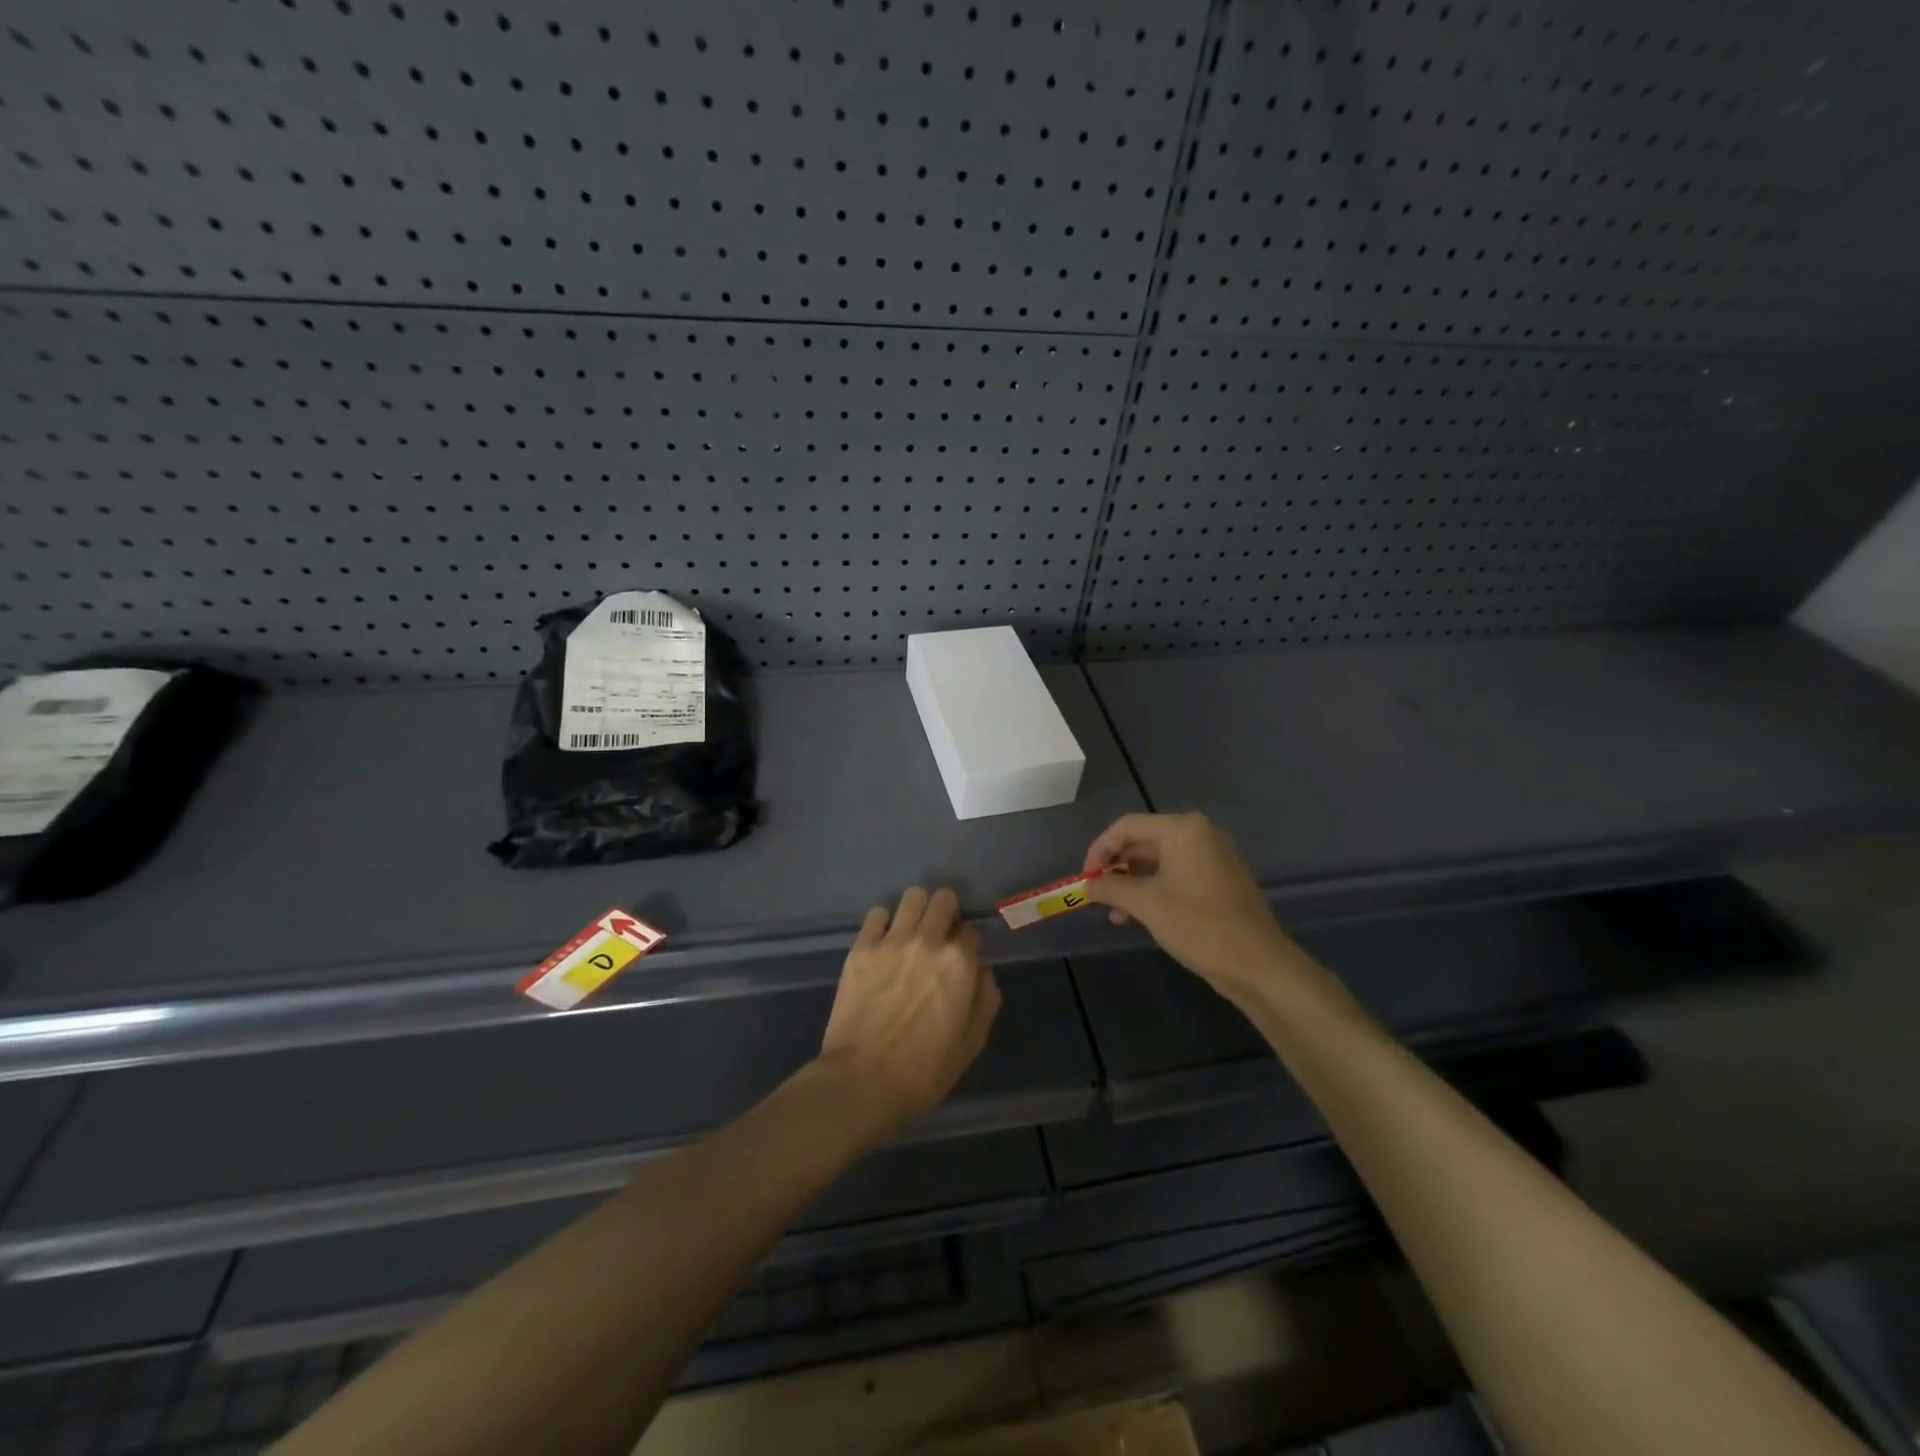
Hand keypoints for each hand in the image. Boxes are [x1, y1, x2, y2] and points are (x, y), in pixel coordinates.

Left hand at [816, 887, 1000, 1144]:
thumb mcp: (971, 1044)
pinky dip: (884, 922)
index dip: (968, 946)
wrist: (862, 1082)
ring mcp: (892, 941)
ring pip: (913, 896)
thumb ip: (985, 1000)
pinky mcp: (861, 948)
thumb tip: (982, 971)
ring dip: (918, 910)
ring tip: (912, 931)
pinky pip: (877, 914)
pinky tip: (883, 942)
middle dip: (947, 913)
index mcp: (960, 964)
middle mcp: (929, 942)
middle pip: (944, 900)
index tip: (961, 960)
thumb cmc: (923, 1072)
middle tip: (939, 936)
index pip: (972, 933)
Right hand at [1083, 812, 1300, 999]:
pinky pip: (1175, 877)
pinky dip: (1153, 892)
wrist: (1257, 964)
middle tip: (1096, 896)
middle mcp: (1199, 835)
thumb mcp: (1146, 904)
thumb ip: (1111, 888)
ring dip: (1132, 885)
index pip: (1127, 827)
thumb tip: (1088, 885)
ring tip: (1114, 914)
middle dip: (1116, 870)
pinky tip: (1136, 918)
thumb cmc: (1198, 925)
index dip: (1099, 850)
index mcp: (1183, 829)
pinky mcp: (1217, 881)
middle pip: (1142, 843)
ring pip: (1158, 863)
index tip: (1085, 879)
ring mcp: (1211, 858)